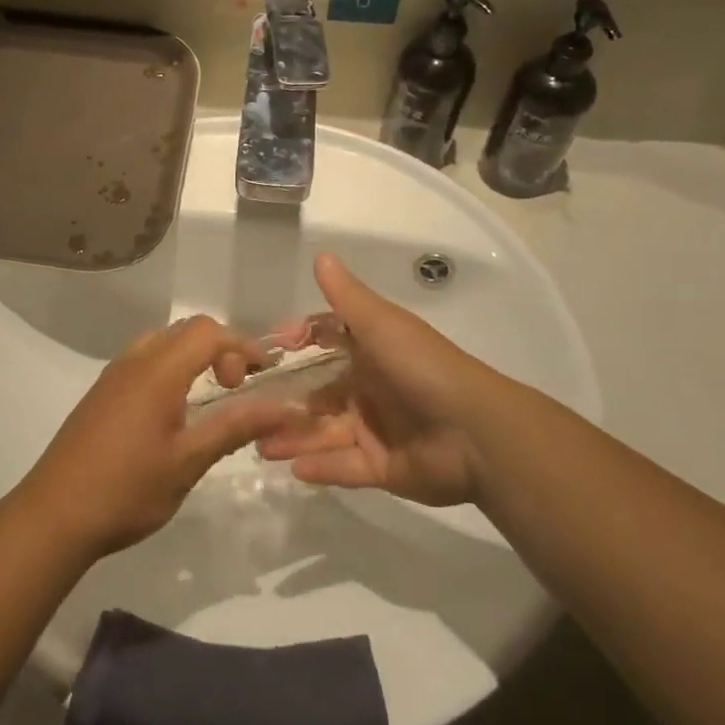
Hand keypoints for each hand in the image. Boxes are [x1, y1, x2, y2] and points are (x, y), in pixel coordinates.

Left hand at [17, 316, 300, 557]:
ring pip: (162, 343)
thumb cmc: (127, 490)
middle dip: (220, 348)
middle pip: (185, 330)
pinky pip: (143, 361)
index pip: (208, 332)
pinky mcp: (101, 394)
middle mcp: (133, 362)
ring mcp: (112, 376)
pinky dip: (170, 369)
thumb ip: (236, 426)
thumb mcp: (189, 462)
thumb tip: (286, 407)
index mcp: (157, 372)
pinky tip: (174, 412)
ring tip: (209, 398)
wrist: (54, 516)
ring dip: (193, 357)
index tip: (264, 376)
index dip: (242, 345)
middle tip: (237, 388)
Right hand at [258, 254, 491, 506]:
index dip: (300, 341)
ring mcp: (376, 430)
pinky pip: (343, 467)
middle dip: (286, 401)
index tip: (270, 350)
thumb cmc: (424, 369)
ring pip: (325, 432)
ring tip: (259, 445)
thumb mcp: (382, 326)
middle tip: (248, 409)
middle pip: (319, 393)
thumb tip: (321, 255)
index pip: (327, 341)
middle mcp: (370, 388)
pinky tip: (292, 469)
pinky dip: (320, 467)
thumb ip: (347, 297)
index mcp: (372, 352)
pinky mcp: (382, 467)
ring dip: (293, 437)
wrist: (476, 434)